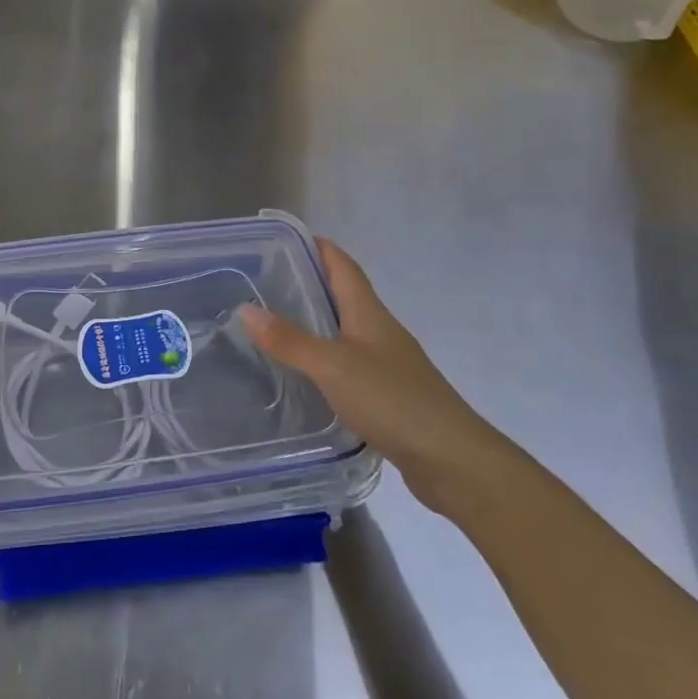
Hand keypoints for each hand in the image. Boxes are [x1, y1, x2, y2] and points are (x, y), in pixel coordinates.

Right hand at [240, 239, 495, 517]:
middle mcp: (380, 331)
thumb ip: (290, 340)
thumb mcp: (333, 366)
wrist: (451, 459)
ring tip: (275, 325)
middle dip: (309, 283)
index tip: (283, 239)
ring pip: (346, 330)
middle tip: (265, 282)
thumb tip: (246, 309)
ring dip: (316, 322)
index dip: (318, 247)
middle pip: (344, 294)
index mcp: (369, 313)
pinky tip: (305, 374)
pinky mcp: (388, 394)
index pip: (342, 265)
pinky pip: (349, 363)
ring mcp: (387, 363)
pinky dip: (325, 358)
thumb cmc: (392, 400)